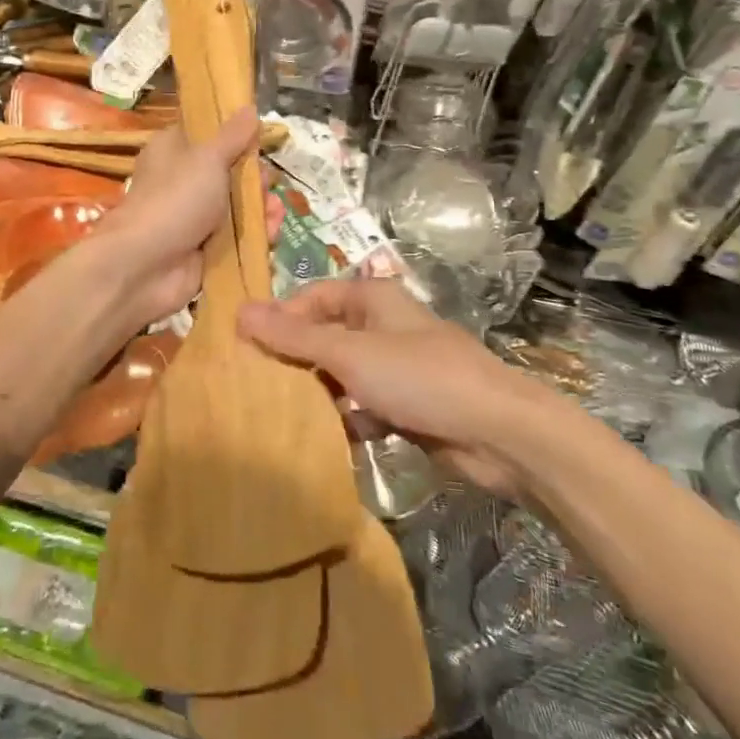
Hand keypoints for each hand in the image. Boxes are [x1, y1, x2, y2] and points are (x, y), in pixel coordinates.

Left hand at [92, 108, 263, 330]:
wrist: (146, 266)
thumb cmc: (175, 199)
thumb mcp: (208, 158)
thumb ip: (233, 136)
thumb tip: (249, 107)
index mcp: (174, 150)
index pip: (207, 134)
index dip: (235, 135)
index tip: (260, 138)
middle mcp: (183, 181)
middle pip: (230, 172)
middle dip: (255, 179)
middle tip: (268, 184)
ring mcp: (194, 217)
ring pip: (238, 206)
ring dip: (261, 208)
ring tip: (275, 213)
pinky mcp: (206, 248)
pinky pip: (238, 236)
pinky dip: (256, 235)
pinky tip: (272, 234)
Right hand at [238, 280, 531, 495]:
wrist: (499, 433)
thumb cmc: (420, 377)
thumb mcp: (350, 354)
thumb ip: (295, 337)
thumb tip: (240, 312)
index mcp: (373, 299)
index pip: (313, 297)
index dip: (281, 317)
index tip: (247, 346)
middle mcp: (384, 327)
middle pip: (327, 337)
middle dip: (296, 360)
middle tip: (257, 385)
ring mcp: (398, 368)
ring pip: (344, 375)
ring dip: (319, 394)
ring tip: (282, 416)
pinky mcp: (409, 406)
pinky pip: (365, 408)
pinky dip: (348, 420)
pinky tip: (327, 441)